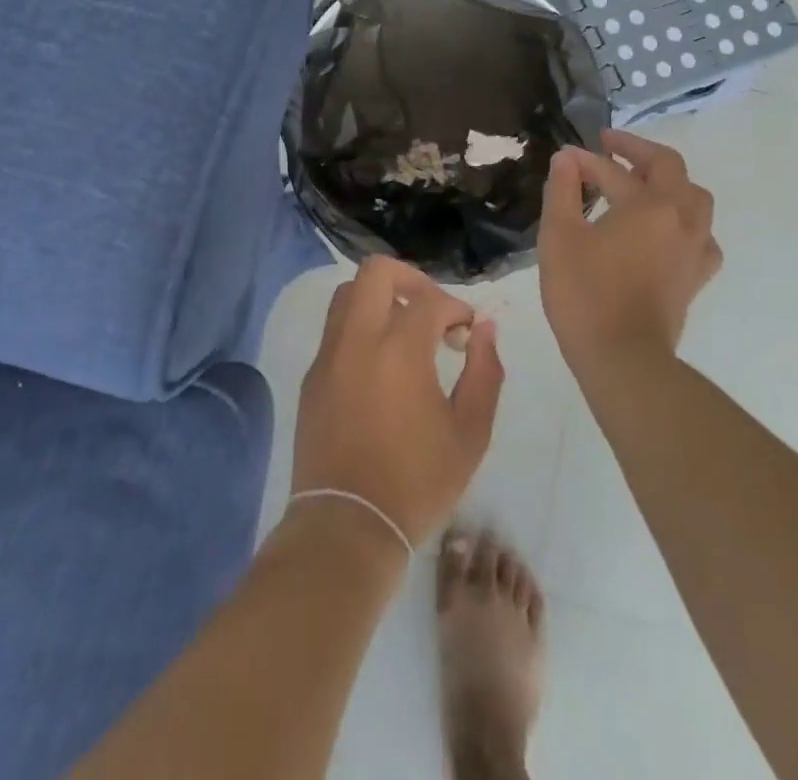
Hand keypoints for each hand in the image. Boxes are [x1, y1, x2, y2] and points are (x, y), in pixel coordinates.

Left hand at [292, 257, 504, 550]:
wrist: (347, 525)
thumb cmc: (416, 482)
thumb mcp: (470, 433)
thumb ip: (485, 372)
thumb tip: (486, 328)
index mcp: (399, 348)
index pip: (430, 299)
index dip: (456, 307)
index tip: (467, 332)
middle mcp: (358, 338)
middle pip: (376, 272)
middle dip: (410, 278)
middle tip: (431, 310)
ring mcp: (328, 355)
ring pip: (347, 294)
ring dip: (379, 298)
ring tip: (404, 330)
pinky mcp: (312, 376)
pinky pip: (334, 329)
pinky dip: (359, 327)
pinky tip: (379, 362)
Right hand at [539, 129, 722, 377]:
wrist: (623, 358)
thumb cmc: (584, 293)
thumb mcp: (559, 235)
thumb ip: (562, 190)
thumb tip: (566, 158)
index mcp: (648, 204)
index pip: (613, 170)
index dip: (584, 161)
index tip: (563, 159)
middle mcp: (681, 217)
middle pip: (669, 167)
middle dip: (637, 150)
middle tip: (610, 145)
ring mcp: (695, 247)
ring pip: (694, 197)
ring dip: (667, 181)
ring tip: (640, 182)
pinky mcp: (697, 275)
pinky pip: (700, 233)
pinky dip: (683, 220)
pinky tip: (665, 229)